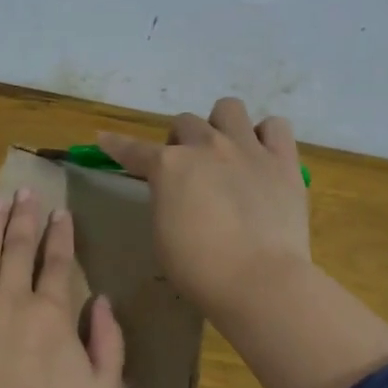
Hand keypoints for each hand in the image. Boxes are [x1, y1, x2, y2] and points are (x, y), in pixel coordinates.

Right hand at [98, 97, 311, 319]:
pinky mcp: (283, 161)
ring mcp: (248, 149)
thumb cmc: (198, 268)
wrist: (259, 279)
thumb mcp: (162, 234)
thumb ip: (165, 200)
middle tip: (186, 168)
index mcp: (169, 166)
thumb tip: (175, 191)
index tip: (104, 138)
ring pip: (229, 108)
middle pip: (184, 123)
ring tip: (225, 151)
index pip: (134, 150)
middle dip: (180, 141)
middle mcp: (206, 146)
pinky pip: (275, 126)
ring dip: (220, 125)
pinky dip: (265, 136)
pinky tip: (262, 156)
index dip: (116, 145)